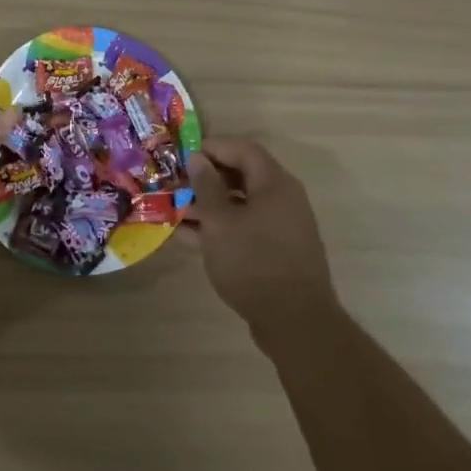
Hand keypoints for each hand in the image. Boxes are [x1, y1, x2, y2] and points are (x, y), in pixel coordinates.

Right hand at [186, 137, 338, 347]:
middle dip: (207, 179)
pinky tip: (189, 239)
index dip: (213, 147)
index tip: (183, 155)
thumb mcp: (220, 222)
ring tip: (175, 212)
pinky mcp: (277, 252)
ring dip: (209, 206)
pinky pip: (245, 228)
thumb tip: (198, 158)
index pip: (243, 149)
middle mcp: (283, 199)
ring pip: (240, 205)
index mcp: (275, 184)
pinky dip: (220, 228)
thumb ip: (206, 186)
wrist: (295, 323)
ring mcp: (282, 227)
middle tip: (176, 184)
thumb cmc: (253, 262)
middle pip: (242, 176)